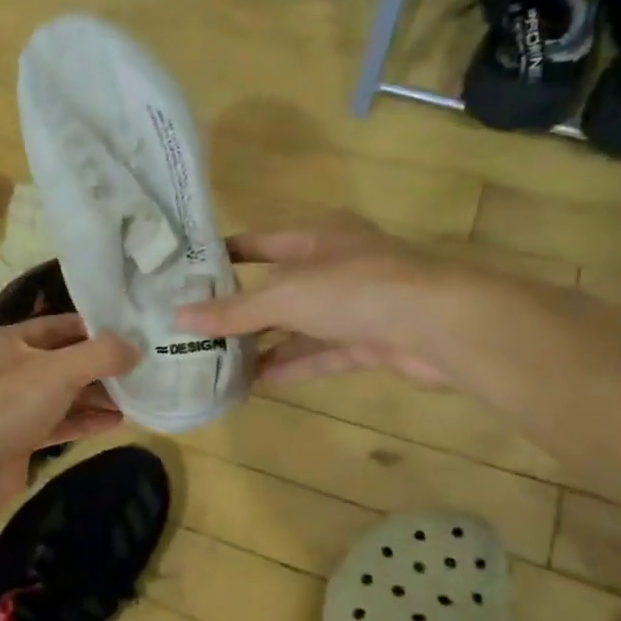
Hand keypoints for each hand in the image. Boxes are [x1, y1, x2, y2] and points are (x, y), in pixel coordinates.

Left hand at [0, 314, 136, 499]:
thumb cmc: (11, 404)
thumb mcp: (60, 370)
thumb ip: (101, 355)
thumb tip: (136, 349)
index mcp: (5, 341)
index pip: (56, 325)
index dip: (93, 328)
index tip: (130, 334)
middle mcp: (6, 369)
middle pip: (61, 361)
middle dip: (98, 366)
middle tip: (139, 368)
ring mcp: (11, 405)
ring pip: (61, 394)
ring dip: (95, 395)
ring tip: (136, 396)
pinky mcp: (19, 437)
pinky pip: (58, 422)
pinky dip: (84, 420)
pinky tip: (117, 421)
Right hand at [174, 214, 469, 386]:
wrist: (443, 326)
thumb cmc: (356, 289)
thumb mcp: (285, 296)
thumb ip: (233, 311)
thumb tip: (177, 318)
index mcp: (317, 238)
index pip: (259, 243)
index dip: (225, 255)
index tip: (187, 273)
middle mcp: (335, 266)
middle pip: (276, 288)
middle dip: (239, 310)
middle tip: (195, 329)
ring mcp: (354, 305)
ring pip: (297, 325)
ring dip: (263, 344)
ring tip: (218, 361)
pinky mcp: (368, 341)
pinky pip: (319, 352)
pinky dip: (290, 364)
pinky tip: (256, 381)